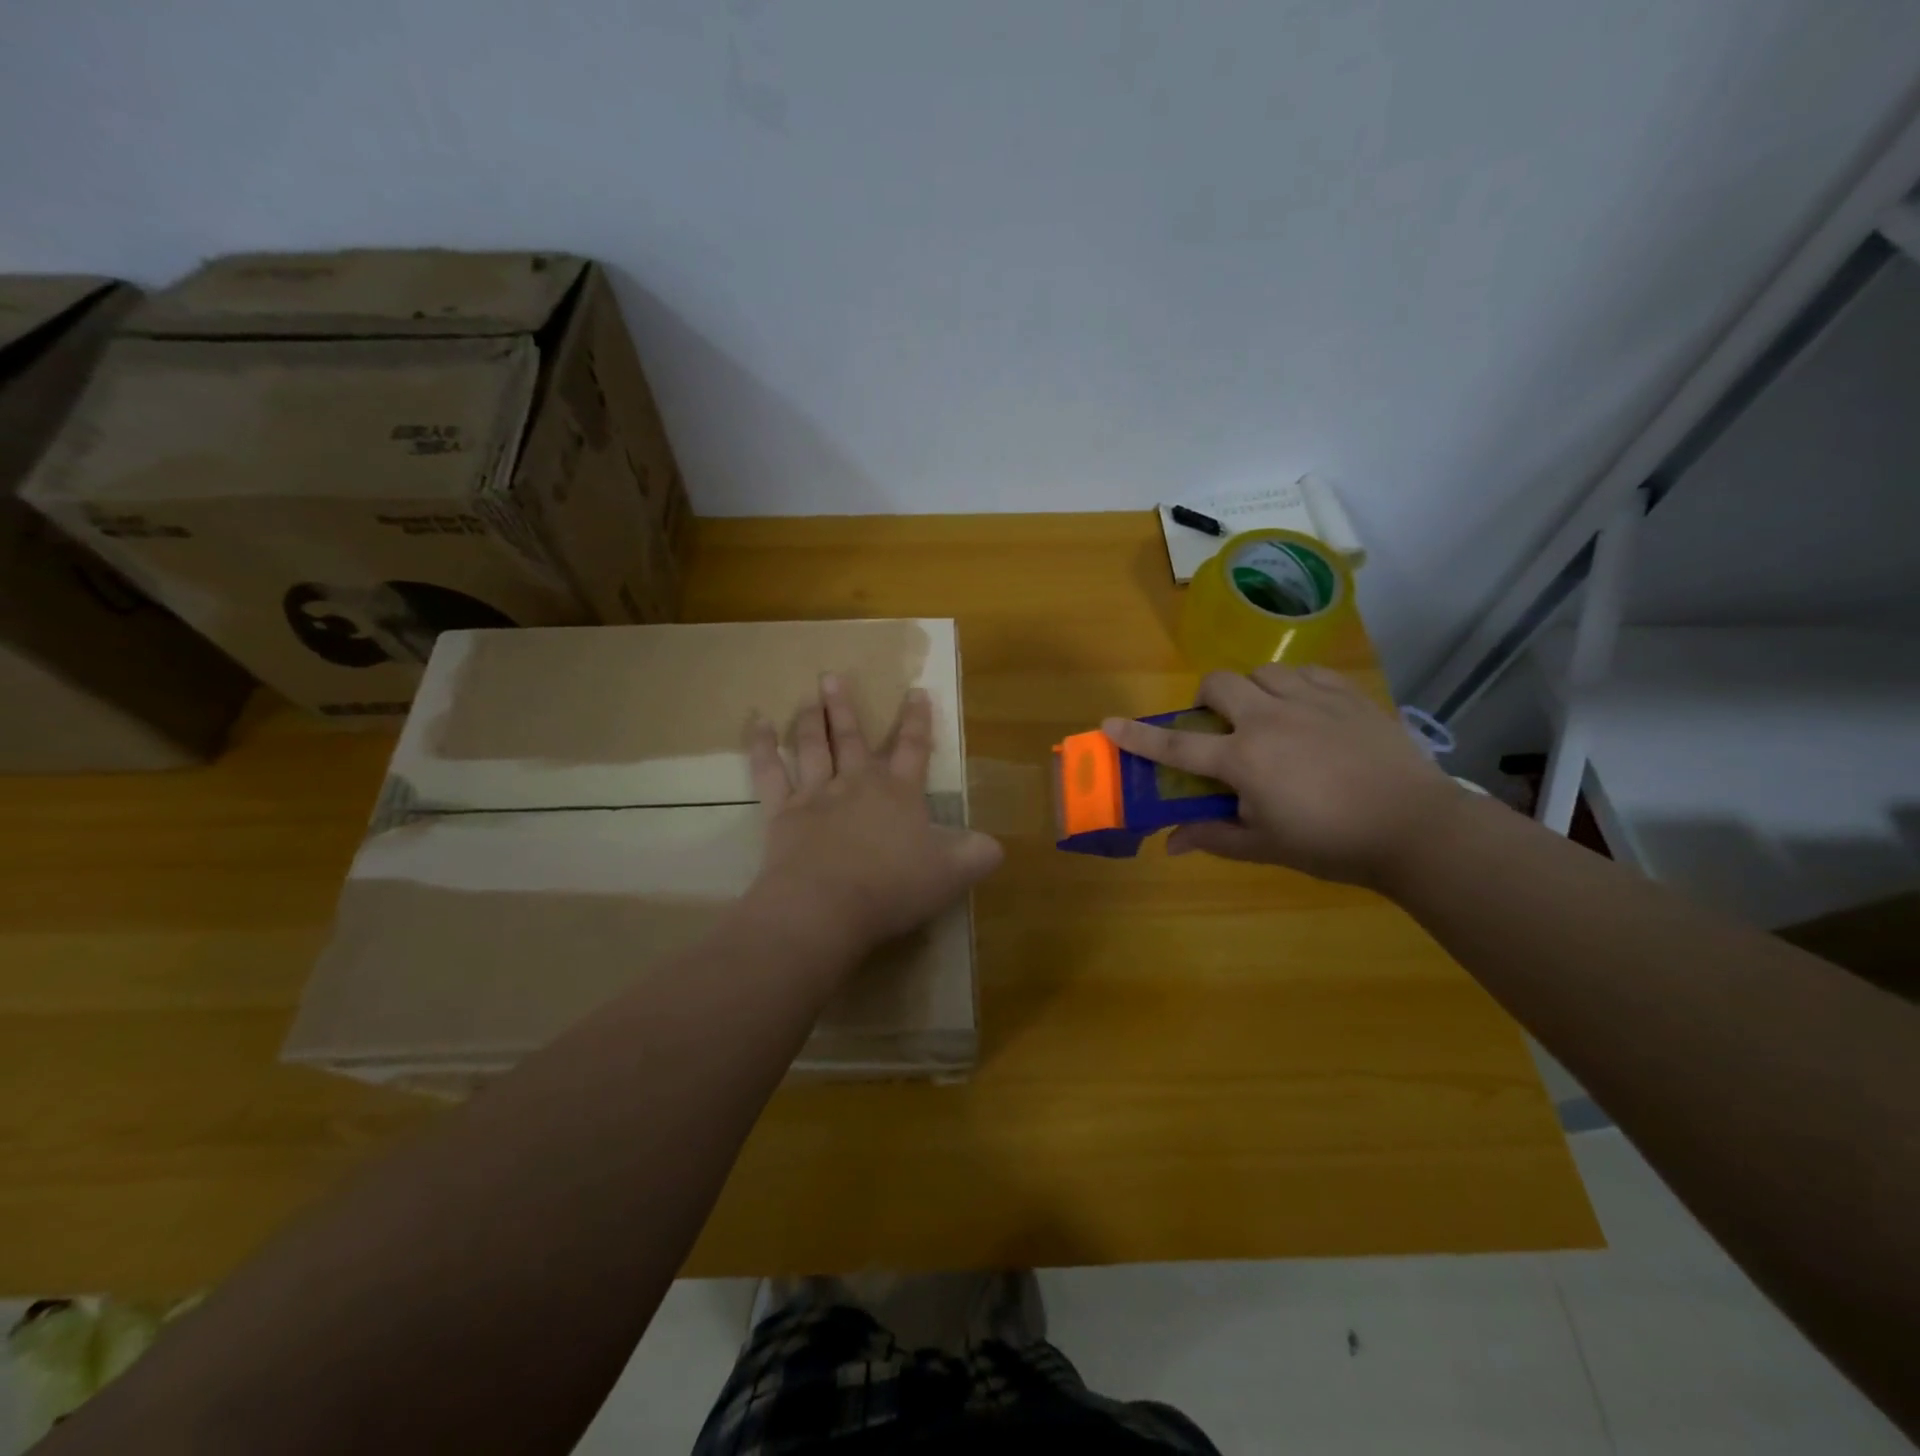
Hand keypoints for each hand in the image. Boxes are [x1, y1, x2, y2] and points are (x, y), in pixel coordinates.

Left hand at [743, 675, 1003, 959]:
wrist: (827, 905)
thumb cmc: (893, 887)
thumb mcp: (952, 874)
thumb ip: (977, 855)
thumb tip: (995, 845)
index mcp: (899, 793)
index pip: (913, 748)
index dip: (917, 721)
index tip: (916, 691)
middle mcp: (857, 784)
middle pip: (852, 738)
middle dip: (844, 707)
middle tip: (832, 676)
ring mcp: (816, 795)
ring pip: (812, 746)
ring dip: (810, 718)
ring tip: (808, 694)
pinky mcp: (782, 813)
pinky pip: (769, 772)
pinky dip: (761, 747)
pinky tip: (756, 723)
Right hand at [1102, 666, 1465, 887]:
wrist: (1416, 827)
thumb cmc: (1332, 843)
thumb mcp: (1266, 846)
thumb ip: (1214, 838)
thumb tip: (1170, 842)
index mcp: (1244, 758)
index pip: (1178, 745)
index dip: (1139, 736)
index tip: (1109, 724)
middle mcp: (1269, 719)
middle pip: (1218, 685)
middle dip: (1206, 701)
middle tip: (1221, 728)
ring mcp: (1311, 700)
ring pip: (1262, 671)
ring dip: (1252, 690)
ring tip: (1268, 717)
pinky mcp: (1347, 695)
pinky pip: (1307, 671)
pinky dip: (1294, 685)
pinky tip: (1306, 710)